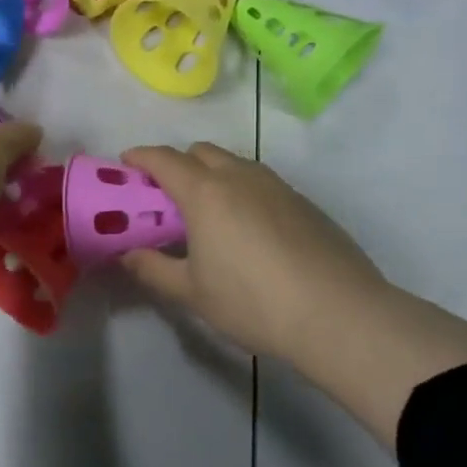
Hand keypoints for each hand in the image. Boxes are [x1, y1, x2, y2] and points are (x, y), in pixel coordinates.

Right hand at [119, 142, 387, 363]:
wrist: (340, 315)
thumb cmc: (253, 302)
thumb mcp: (191, 293)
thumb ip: (153, 269)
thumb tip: (128, 255)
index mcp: (205, 192)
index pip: (164, 158)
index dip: (140, 157)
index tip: (125, 164)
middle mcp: (240, 177)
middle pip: (200, 151)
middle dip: (177, 163)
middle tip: (165, 196)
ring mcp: (277, 187)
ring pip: (235, 163)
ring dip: (212, 174)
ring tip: (206, 212)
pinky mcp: (305, 203)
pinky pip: (261, 182)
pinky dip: (241, 190)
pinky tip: (246, 229)